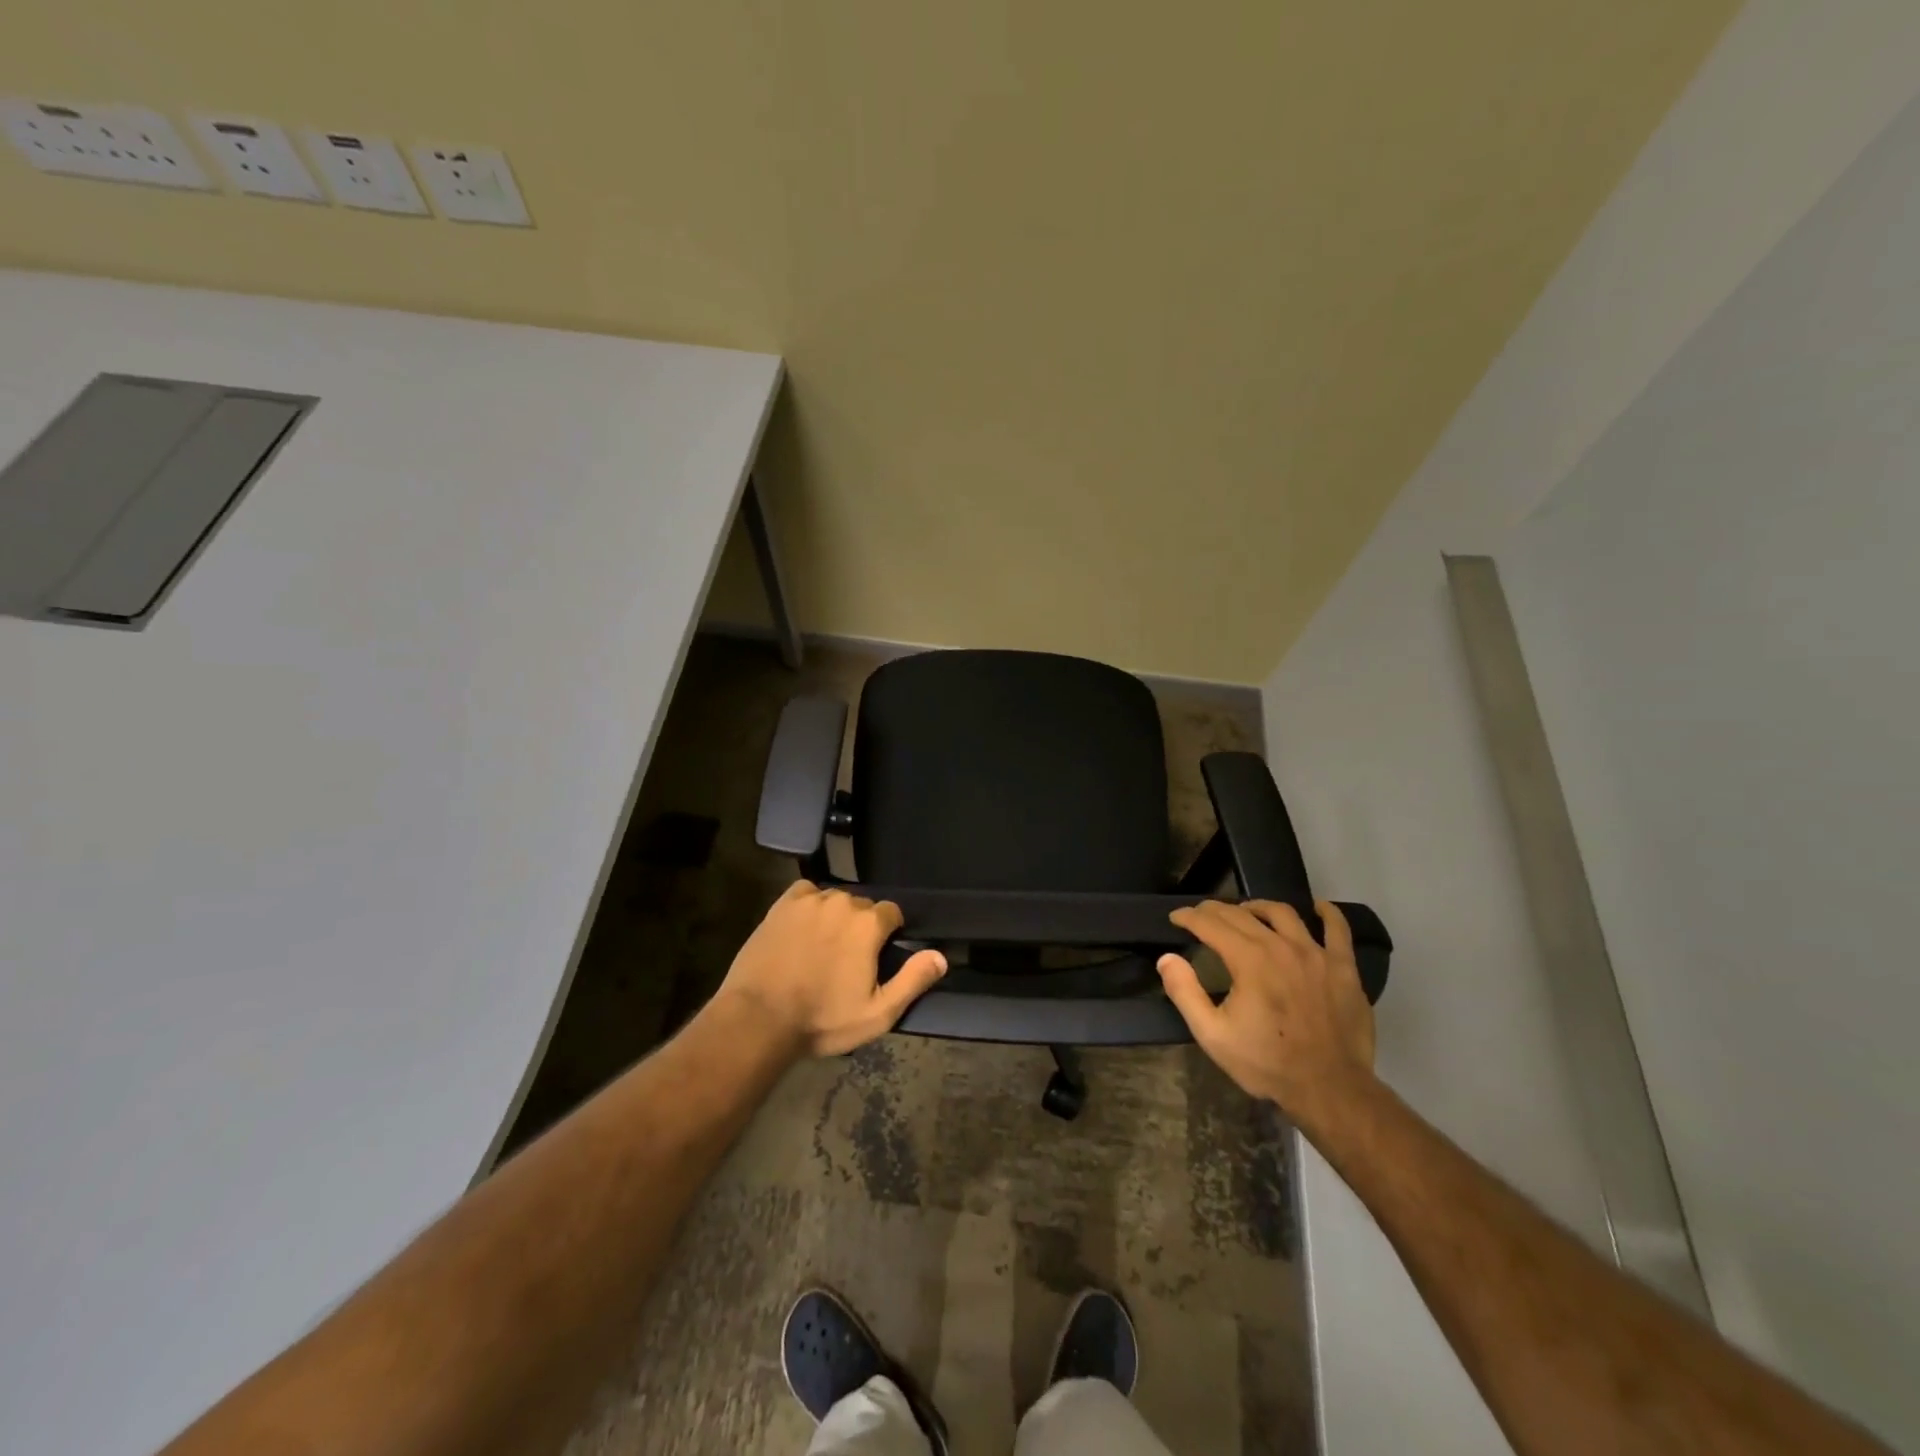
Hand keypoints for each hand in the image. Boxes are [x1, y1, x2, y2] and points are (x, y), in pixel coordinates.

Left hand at [715, 881, 947, 1056]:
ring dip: (835, 917)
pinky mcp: (783, 904)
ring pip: (835, 900)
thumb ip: (912, 980)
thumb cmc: (822, 1019)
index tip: (878, 956)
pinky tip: (803, 928)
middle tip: (848, 958)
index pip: (892, 913)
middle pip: (862, 906)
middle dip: (861, 927)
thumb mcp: (877, 1013)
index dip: (889, 934)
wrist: (759, 1018)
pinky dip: (810, 906)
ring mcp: (810, 900)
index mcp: (868, 924)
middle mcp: (842, 901)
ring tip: (823, 947)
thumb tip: (941, 956)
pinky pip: (807, 893)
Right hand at [1157, 899, 1376, 1128]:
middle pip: (1243, 915)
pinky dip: (1328, 913)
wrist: (1329, 1089)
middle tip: (1202, 914)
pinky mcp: (1344, 968)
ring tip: (1248, 911)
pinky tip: (1319, 907)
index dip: (1189, 917)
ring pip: (1284, 913)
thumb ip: (1185, 992)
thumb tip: (1167, 958)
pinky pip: (1338, 930)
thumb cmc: (1266, 1063)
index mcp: (1248, 960)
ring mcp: (1316, 954)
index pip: (1211, 924)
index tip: (1176, 917)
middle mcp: (1281, 946)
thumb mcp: (1212, 1034)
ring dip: (1259, 907)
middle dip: (1216, 910)